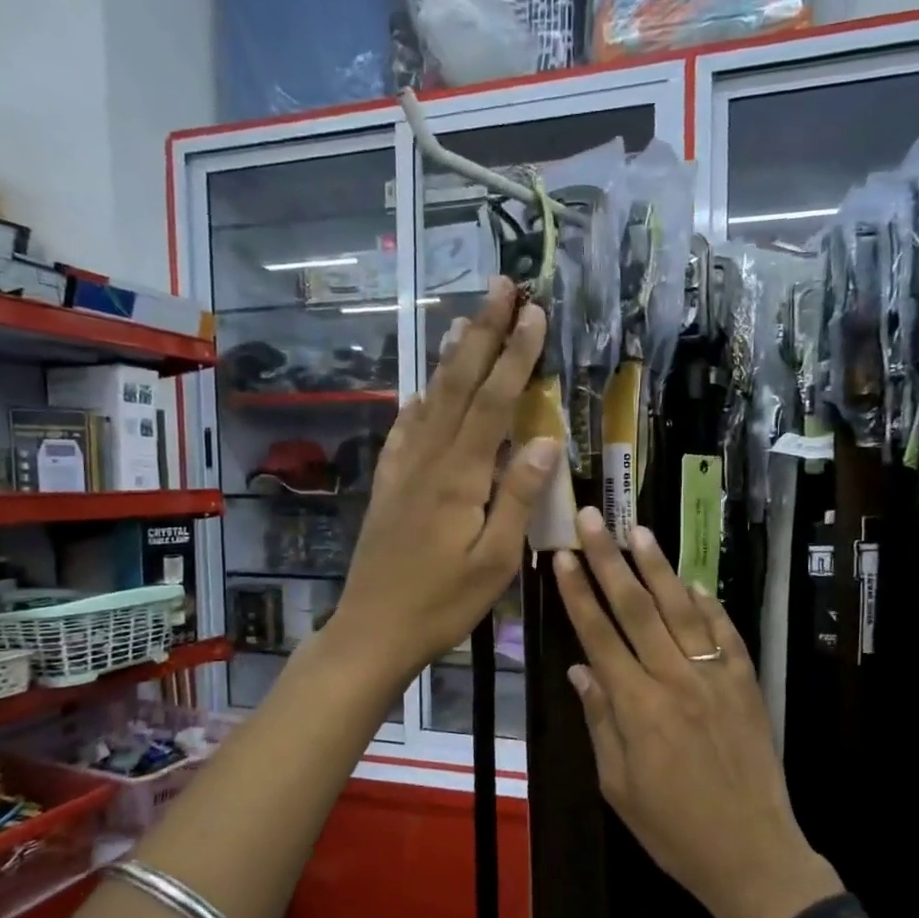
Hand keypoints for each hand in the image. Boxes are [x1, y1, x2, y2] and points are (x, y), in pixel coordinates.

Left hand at [331, 279, 557, 687]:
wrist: (373, 630)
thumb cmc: (443, 603)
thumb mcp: (495, 560)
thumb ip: (518, 497)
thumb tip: (545, 439)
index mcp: (460, 476)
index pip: (494, 402)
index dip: (516, 355)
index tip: (534, 313)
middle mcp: (429, 459)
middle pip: (459, 384)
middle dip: (483, 333)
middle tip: (501, 287)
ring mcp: (403, 468)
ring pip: (430, 398)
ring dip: (452, 356)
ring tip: (468, 319)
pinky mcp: (389, 484)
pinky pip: (405, 429)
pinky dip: (419, 399)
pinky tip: (423, 387)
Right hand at [553, 507, 841, 917]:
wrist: (752, 852)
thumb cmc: (673, 828)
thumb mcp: (618, 785)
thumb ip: (601, 721)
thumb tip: (582, 670)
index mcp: (638, 707)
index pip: (599, 635)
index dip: (578, 593)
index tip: (563, 557)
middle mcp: (676, 680)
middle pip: (637, 609)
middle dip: (611, 560)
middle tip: (594, 519)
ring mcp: (716, 678)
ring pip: (683, 610)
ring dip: (659, 568)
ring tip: (640, 531)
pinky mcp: (746, 684)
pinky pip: (725, 634)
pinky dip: (708, 605)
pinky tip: (693, 582)